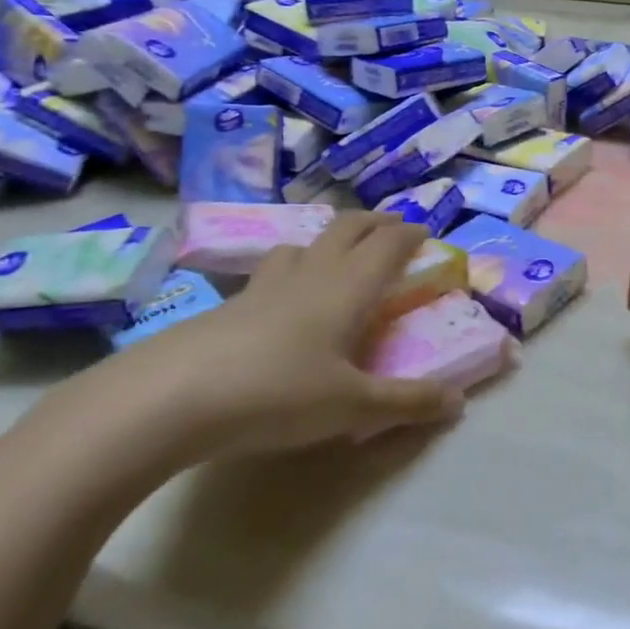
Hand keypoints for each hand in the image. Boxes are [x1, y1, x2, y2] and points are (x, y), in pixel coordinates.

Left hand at [115, 213, 462, 464]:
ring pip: (304, 243)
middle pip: (347, 228)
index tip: (425, 232)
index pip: (387, 244)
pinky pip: (272, 271)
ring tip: (336, 255)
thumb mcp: (352, 406)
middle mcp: (310, 274)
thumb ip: (406, 403)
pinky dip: (292, 269)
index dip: (409, 233)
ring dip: (328, 240)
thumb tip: (458, 403)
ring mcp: (265, 285)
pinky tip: (282, 301)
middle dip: (374, 222)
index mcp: (348, 286)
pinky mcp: (229, 305)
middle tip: (391, 228)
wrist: (171, 397)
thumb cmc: (278, 392)